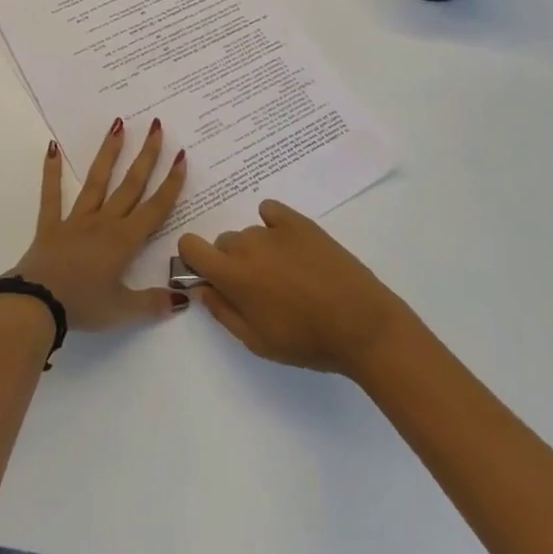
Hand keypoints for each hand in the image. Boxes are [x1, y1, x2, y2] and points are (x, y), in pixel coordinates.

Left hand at [9, 119, 188, 330]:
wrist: (37, 304)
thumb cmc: (83, 306)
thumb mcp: (123, 311)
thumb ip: (154, 303)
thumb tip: (184, 299)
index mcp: (124, 241)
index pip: (155, 208)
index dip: (171, 183)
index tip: (181, 156)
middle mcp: (104, 222)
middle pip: (130, 185)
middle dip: (146, 156)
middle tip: (156, 127)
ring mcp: (76, 220)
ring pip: (97, 181)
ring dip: (109, 153)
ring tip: (118, 125)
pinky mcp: (51, 225)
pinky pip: (51, 194)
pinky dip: (51, 171)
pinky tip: (51, 147)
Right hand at [177, 199, 414, 375]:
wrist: (362, 324)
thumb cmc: (307, 342)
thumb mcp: (257, 342)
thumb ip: (222, 312)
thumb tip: (201, 288)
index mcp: (231, 275)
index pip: (189, 245)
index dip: (194, 259)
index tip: (210, 277)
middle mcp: (246, 245)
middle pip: (222, 243)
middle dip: (231, 263)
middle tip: (259, 289)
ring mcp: (273, 230)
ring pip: (249, 234)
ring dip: (257, 251)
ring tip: (288, 276)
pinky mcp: (298, 221)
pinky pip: (270, 211)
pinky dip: (272, 224)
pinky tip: (291, 246)